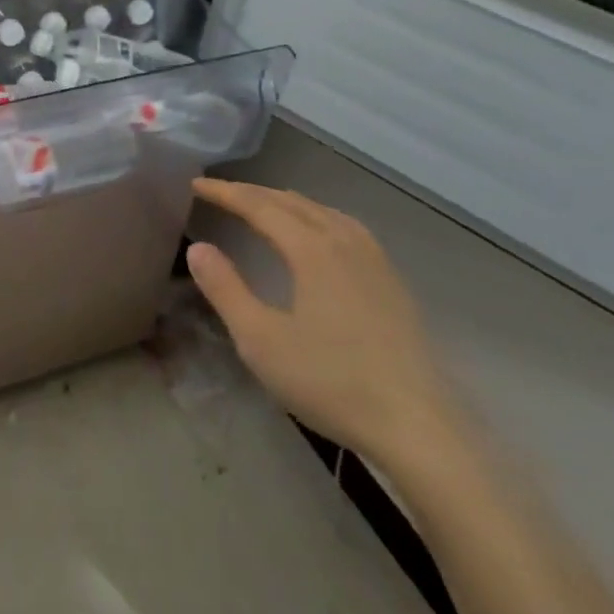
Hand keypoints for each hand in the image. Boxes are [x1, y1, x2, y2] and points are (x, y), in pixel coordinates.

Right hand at [187, 180, 458, 467]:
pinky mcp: (393, 284)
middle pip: (292, 202)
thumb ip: (225, 289)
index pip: (259, 206)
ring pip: (324, 212)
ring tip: (264, 205)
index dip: (225, 192)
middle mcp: (345, 243)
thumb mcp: (260, 340)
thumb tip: (198, 247)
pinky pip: (348, 228)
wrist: (418, 429)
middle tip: (219, 192)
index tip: (195, 184)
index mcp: (312, 250)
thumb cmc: (330, 382)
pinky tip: (319, 235)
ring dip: (287, 202)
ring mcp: (375, 262)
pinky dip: (319, 217)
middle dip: (252, 193)